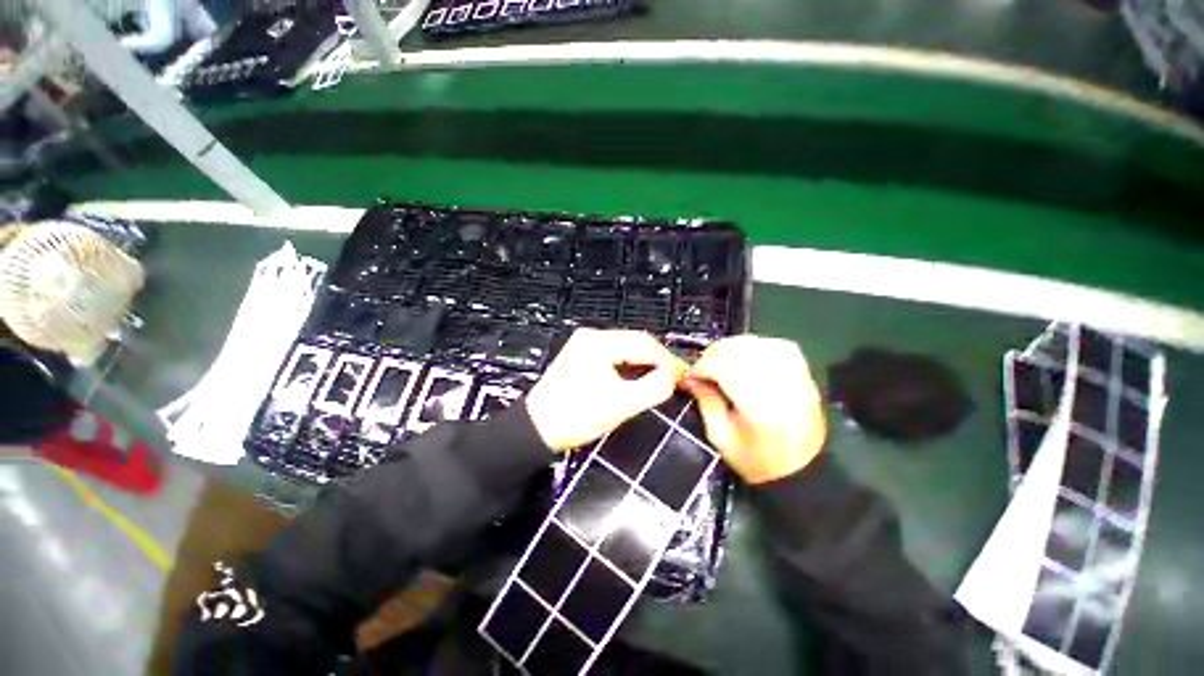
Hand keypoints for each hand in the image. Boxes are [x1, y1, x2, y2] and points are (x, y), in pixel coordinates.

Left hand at [526, 328, 687, 451]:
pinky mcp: (581, 355)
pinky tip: (638, 377)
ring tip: (661, 378)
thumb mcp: (620, 405)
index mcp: (599, 343)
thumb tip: (672, 376)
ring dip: (644, 362)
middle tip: (676, 377)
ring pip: (626, 347)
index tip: (685, 374)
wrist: (537, 428)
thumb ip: (653, 388)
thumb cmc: (576, 417)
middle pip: (635, 342)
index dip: (668, 359)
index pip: (644, 344)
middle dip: (657, 359)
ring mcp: (584, 344)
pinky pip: (614, 354)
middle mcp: (591, 336)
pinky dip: (630, 365)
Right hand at [683, 335, 825, 483]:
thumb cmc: (758, 462)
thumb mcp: (721, 437)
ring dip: (735, 346)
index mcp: (760, 408)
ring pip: (760, 343)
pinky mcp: (805, 375)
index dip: (703, 365)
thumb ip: (706, 401)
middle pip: (743, 351)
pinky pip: (779, 345)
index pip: (725, 368)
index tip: (692, 374)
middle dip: (715, 353)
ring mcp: (798, 378)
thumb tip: (691, 377)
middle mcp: (782, 387)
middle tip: (703, 366)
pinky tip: (747, 355)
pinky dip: (758, 345)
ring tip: (722, 359)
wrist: (804, 472)